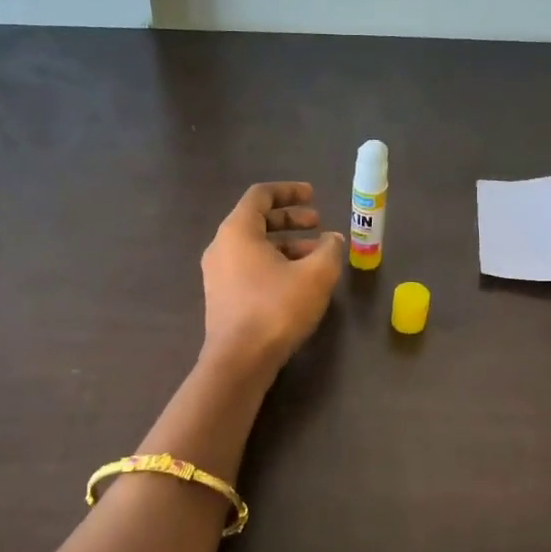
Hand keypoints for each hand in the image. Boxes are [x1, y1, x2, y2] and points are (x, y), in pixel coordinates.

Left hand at [201, 182, 344, 372]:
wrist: (239, 360)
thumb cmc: (276, 309)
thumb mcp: (316, 275)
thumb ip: (329, 250)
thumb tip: (332, 240)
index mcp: (238, 231)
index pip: (261, 196)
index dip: (289, 191)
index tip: (314, 196)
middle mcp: (222, 247)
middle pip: (257, 221)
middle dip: (291, 220)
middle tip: (318, 224)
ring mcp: (218, 274)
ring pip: (255, 248)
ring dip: (287, 246)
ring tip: (317, 257)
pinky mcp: (222, 298)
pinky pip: (250, 268)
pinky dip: (275, 265)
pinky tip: (299, 282)